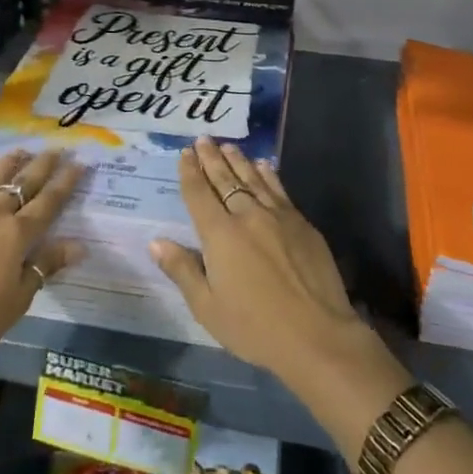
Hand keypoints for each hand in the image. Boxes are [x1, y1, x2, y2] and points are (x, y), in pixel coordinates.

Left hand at [0, 148, 83, 369]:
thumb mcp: (18, 300)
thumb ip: (46, 266)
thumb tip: (80, 245)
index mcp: (17, 235)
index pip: (49, 202)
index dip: (66, 182)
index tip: (79, 163)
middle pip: (23, 182)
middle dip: (43, 164)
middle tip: (56, 148)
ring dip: (9, 162)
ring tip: (21, 150)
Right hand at [149, 138, 370, 387]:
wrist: (317, 334)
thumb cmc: (255, 327)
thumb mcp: (208, 308)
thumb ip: (183, 270)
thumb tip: (156, 242)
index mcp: (220, 235)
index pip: (199, 194)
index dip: (190, 172)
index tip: (184, 153)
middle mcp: (247, 215)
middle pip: (225, 179)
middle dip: (211, 158)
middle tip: (203, 139)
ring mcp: (278, 215)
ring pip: (253, 179)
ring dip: (238, 160)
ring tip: (227, 146)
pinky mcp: (301, 223)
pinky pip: (279, 189)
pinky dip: (267, 174)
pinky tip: (263, 166)